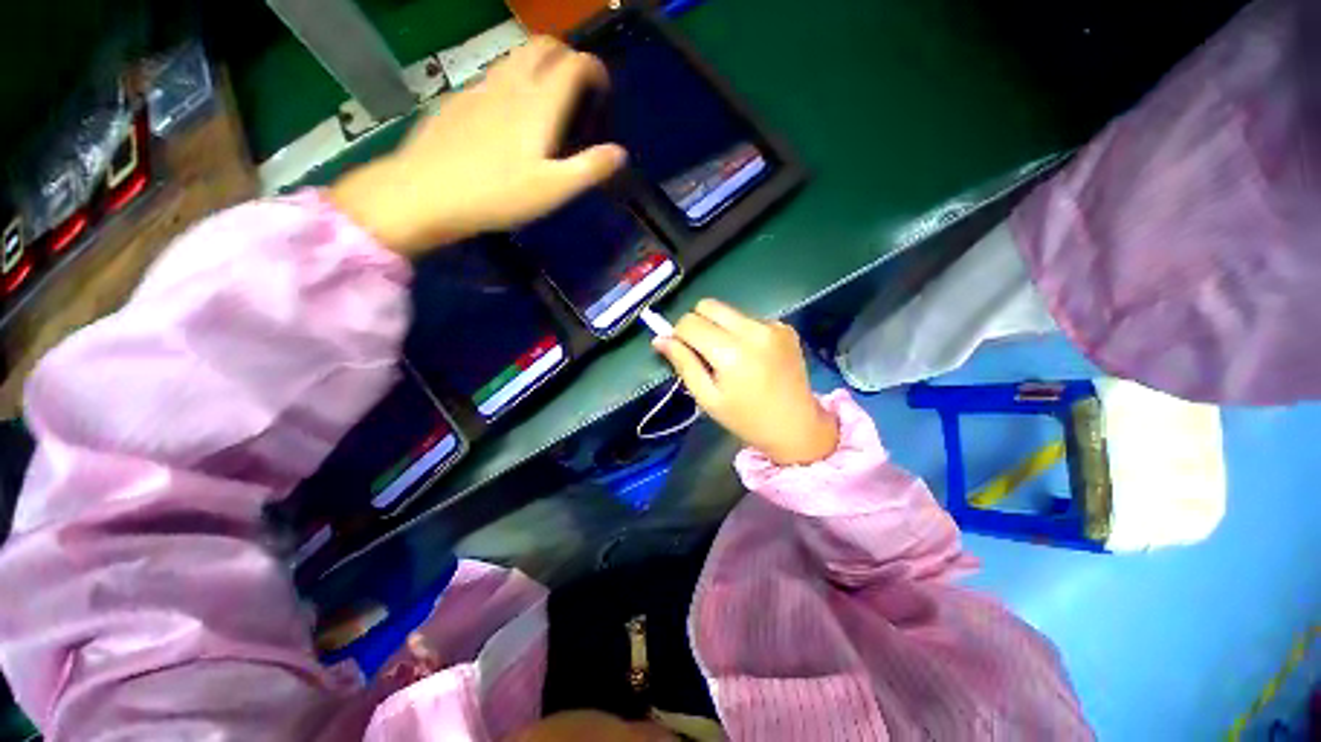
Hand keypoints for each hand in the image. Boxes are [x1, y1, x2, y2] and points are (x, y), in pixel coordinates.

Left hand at [329, 36, 626, 254]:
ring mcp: (480, 88)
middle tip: (576, 83)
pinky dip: (510, 79)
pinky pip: (491, 76)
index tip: (602, 87)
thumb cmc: (498, 195)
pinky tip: (507, 111)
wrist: (426, 193)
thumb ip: (589, 168)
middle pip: (542, 46)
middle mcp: (511, 84)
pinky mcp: (457, 100)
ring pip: (514, 56)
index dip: (593, 68)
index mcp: (539, 104)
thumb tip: (620, 152)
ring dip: (537, 63)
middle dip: (566, 54)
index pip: (573, 64)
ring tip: (546, 93)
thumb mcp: (553, 190)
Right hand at [654, 299, 838, 465]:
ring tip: (731, 357)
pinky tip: (752, 356)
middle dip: (697, 323)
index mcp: (731, 352)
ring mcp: (773, 325)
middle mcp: (753, 330)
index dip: (678, 334)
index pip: (689, 322)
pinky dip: (742, 332)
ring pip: (729, 311)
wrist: (797, 425)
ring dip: (720, 328)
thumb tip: (659, 339)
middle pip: (709, 305)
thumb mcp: (707, 398)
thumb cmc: (746, 418)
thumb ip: (683, 364)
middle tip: (703, 351)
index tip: (682, 351)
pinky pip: (749, 318)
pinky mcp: (784, 326)